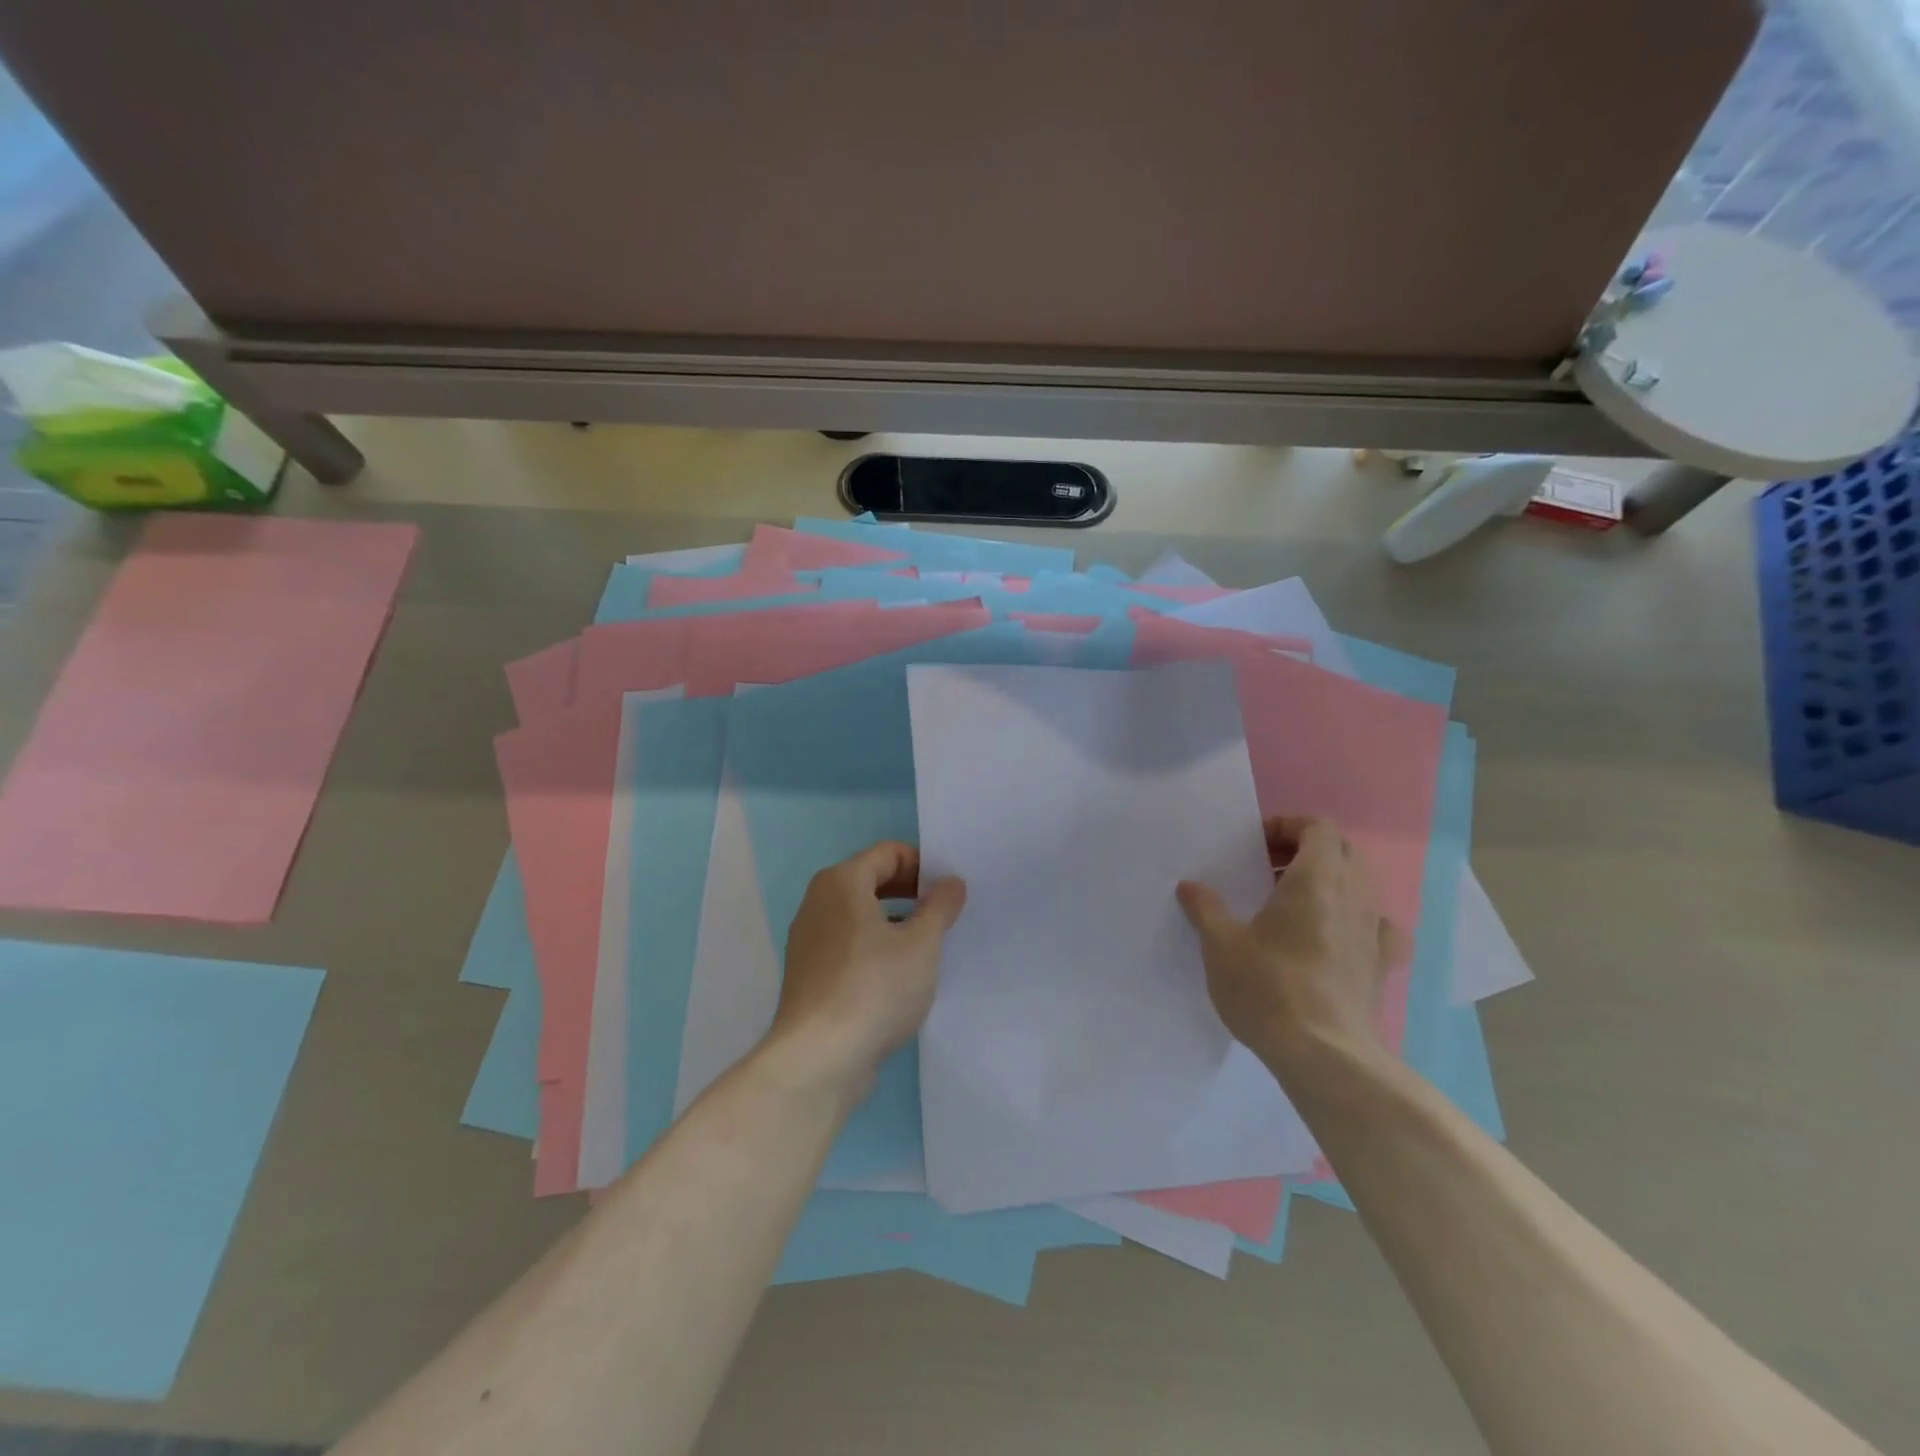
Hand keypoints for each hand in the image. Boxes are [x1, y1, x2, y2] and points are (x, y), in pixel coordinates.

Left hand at [770, 841, 966, 1090]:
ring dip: (895, 922)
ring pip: (860, 915)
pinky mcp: (809, 974)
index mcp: (842, 882)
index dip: (923, 865)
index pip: (889, 853)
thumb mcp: (921, 944)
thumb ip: (940, 906)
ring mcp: (809, 939)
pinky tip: (899, 977)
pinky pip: (848, 944)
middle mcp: (819, 902)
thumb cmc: (873, 988)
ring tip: (928, 947)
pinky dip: (875, 948)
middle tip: (945, 915)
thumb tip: (950, 882)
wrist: (818, 1059)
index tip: (950, 892)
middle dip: (911, 892)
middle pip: (872, 880)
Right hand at [1176, 816, 1400, 1070]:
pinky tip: (1334, 937)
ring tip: (1291, 904)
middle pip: (1343, 850)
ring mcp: (1373, 931)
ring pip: (1361, 884)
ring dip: (1329, 881)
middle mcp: (1353, 896)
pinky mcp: (1381, 965)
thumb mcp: (1221, 945)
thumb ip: (1206, 908)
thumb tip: (1190, 886)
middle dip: (1307, 849)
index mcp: (1316, 879)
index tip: (1255, 846)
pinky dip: (1356, 919)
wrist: (1324, 1056)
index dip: (1287, 826)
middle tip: (1268, 869)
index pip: (1318, 827)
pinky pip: (1376, 925)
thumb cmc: (1268, 987)